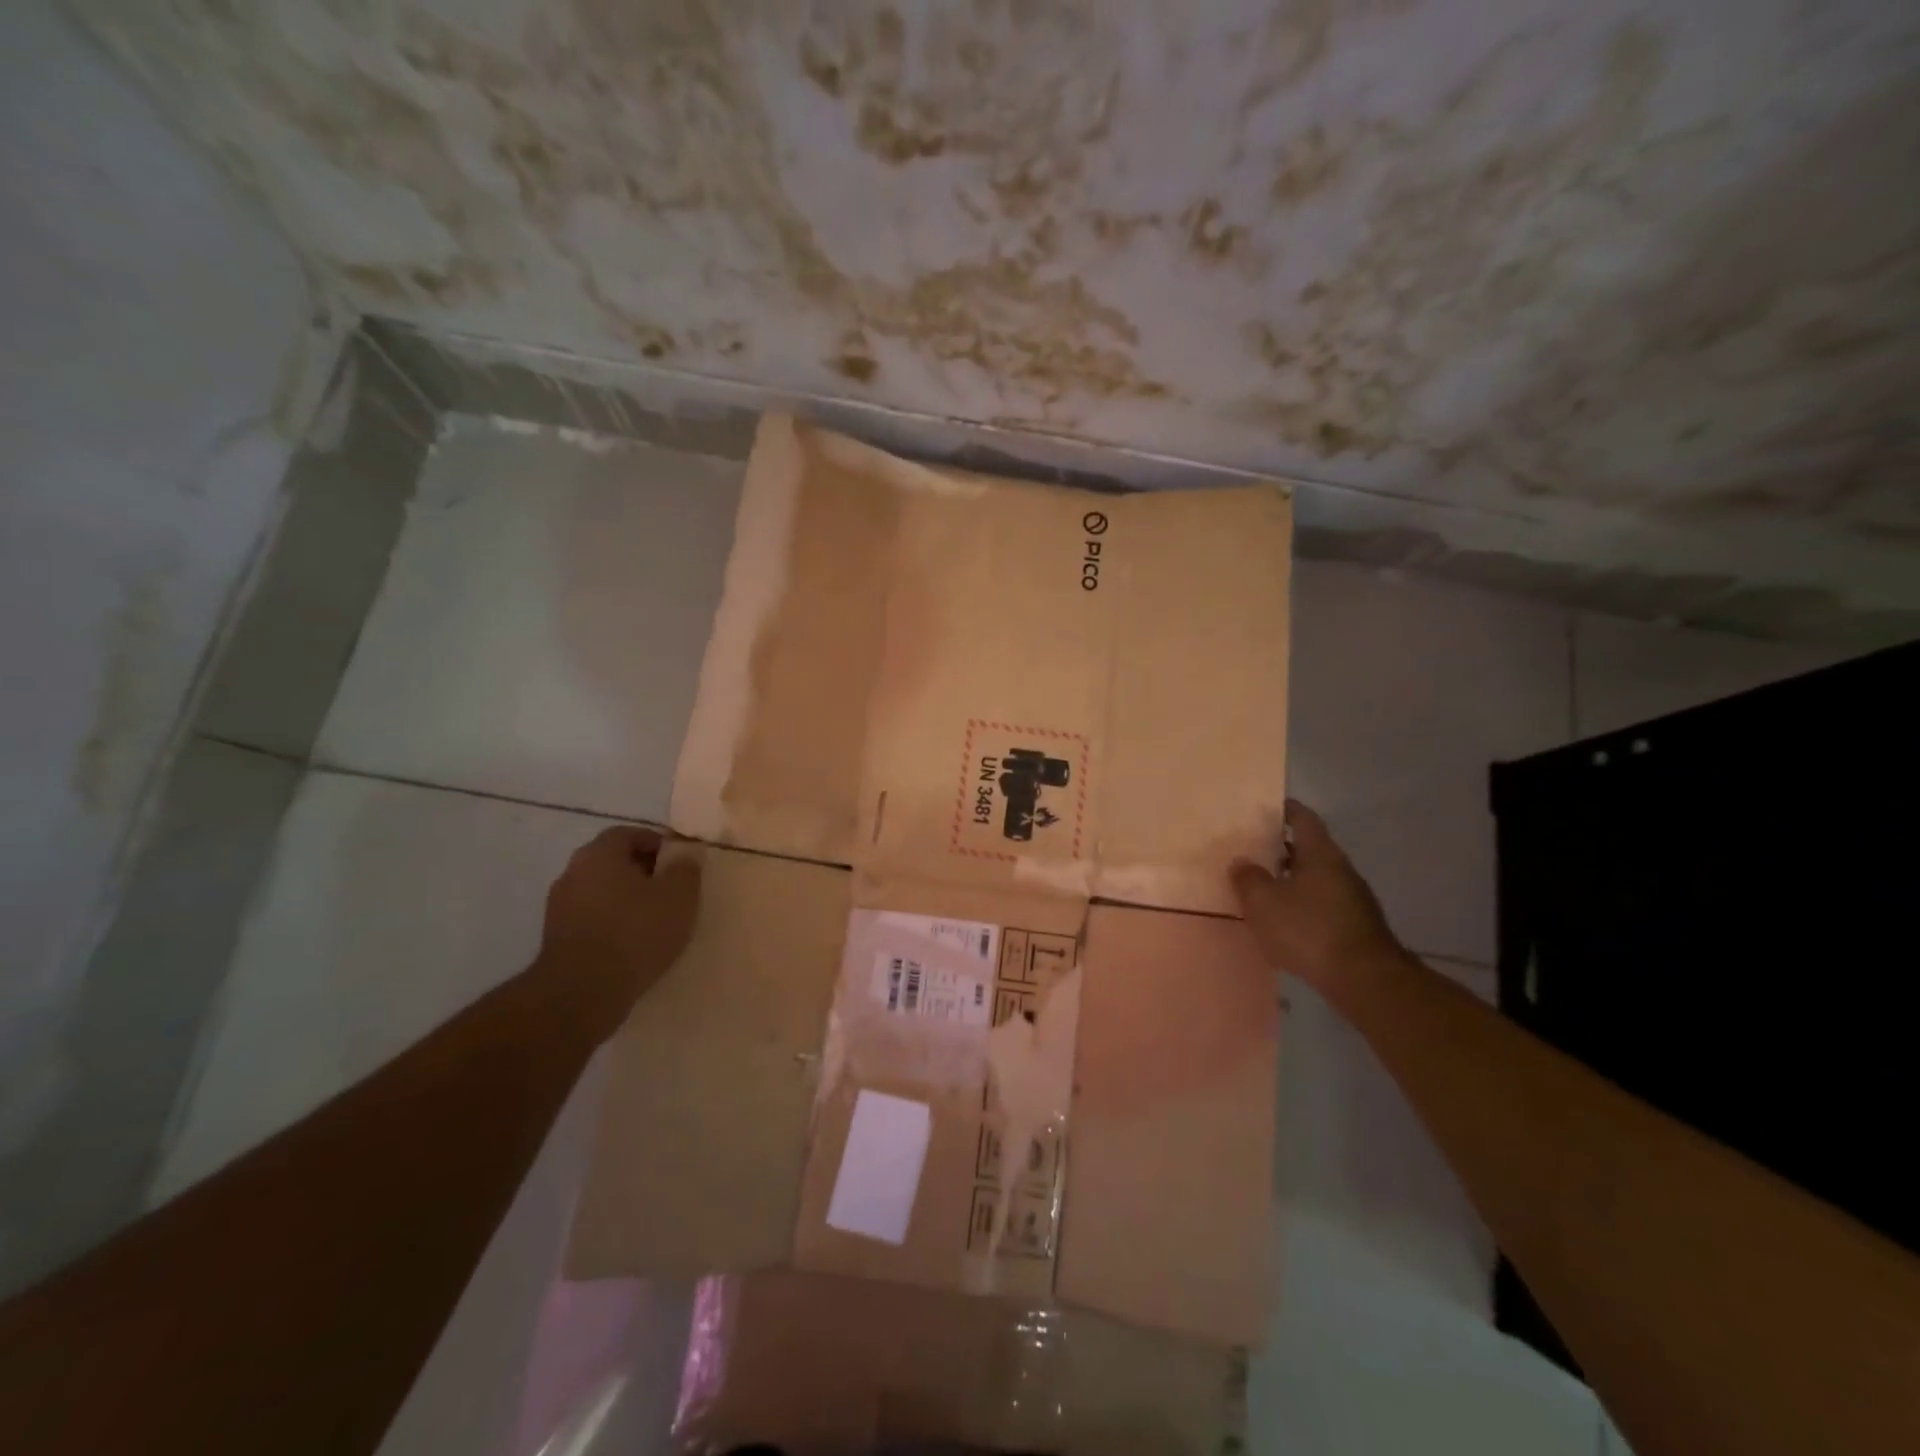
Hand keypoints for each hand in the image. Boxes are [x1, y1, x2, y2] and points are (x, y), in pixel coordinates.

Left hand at [536, 826, 700, 1035]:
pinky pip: (591, 918)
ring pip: (600, 891)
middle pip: (612, 861)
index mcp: (599, 854)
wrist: (582, 992)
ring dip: (625, 899)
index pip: (628, 834)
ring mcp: (559, 907)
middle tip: (669, 889)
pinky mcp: (555, 938)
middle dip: (641, 871)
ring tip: (653, 919)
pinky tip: (632, 943)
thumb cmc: (635, 933)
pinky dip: (611, 922)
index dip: (656, 843)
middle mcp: (573, 873)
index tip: (678, 862)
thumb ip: (686, 869)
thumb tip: (687, 854)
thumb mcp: (679, 897)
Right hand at [1231, 800, 1400, 991]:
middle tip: (1253, 851)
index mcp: (1320, 853)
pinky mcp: (1356, 926)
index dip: (1284, 810)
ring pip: (1316, 879)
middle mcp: (1341, 869)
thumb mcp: (1263, 902)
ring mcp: (1353, 899)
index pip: (1302, 819)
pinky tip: (1285, 922)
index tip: (1265, 809)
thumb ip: (1247, 878)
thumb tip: (1242, 862)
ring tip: (1264, 889)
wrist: (1365, 980)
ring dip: (1292, 880)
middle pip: (1309, 849)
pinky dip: (1303, 906)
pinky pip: (1322, 905)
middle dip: (1282, 849)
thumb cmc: (1309, 929)